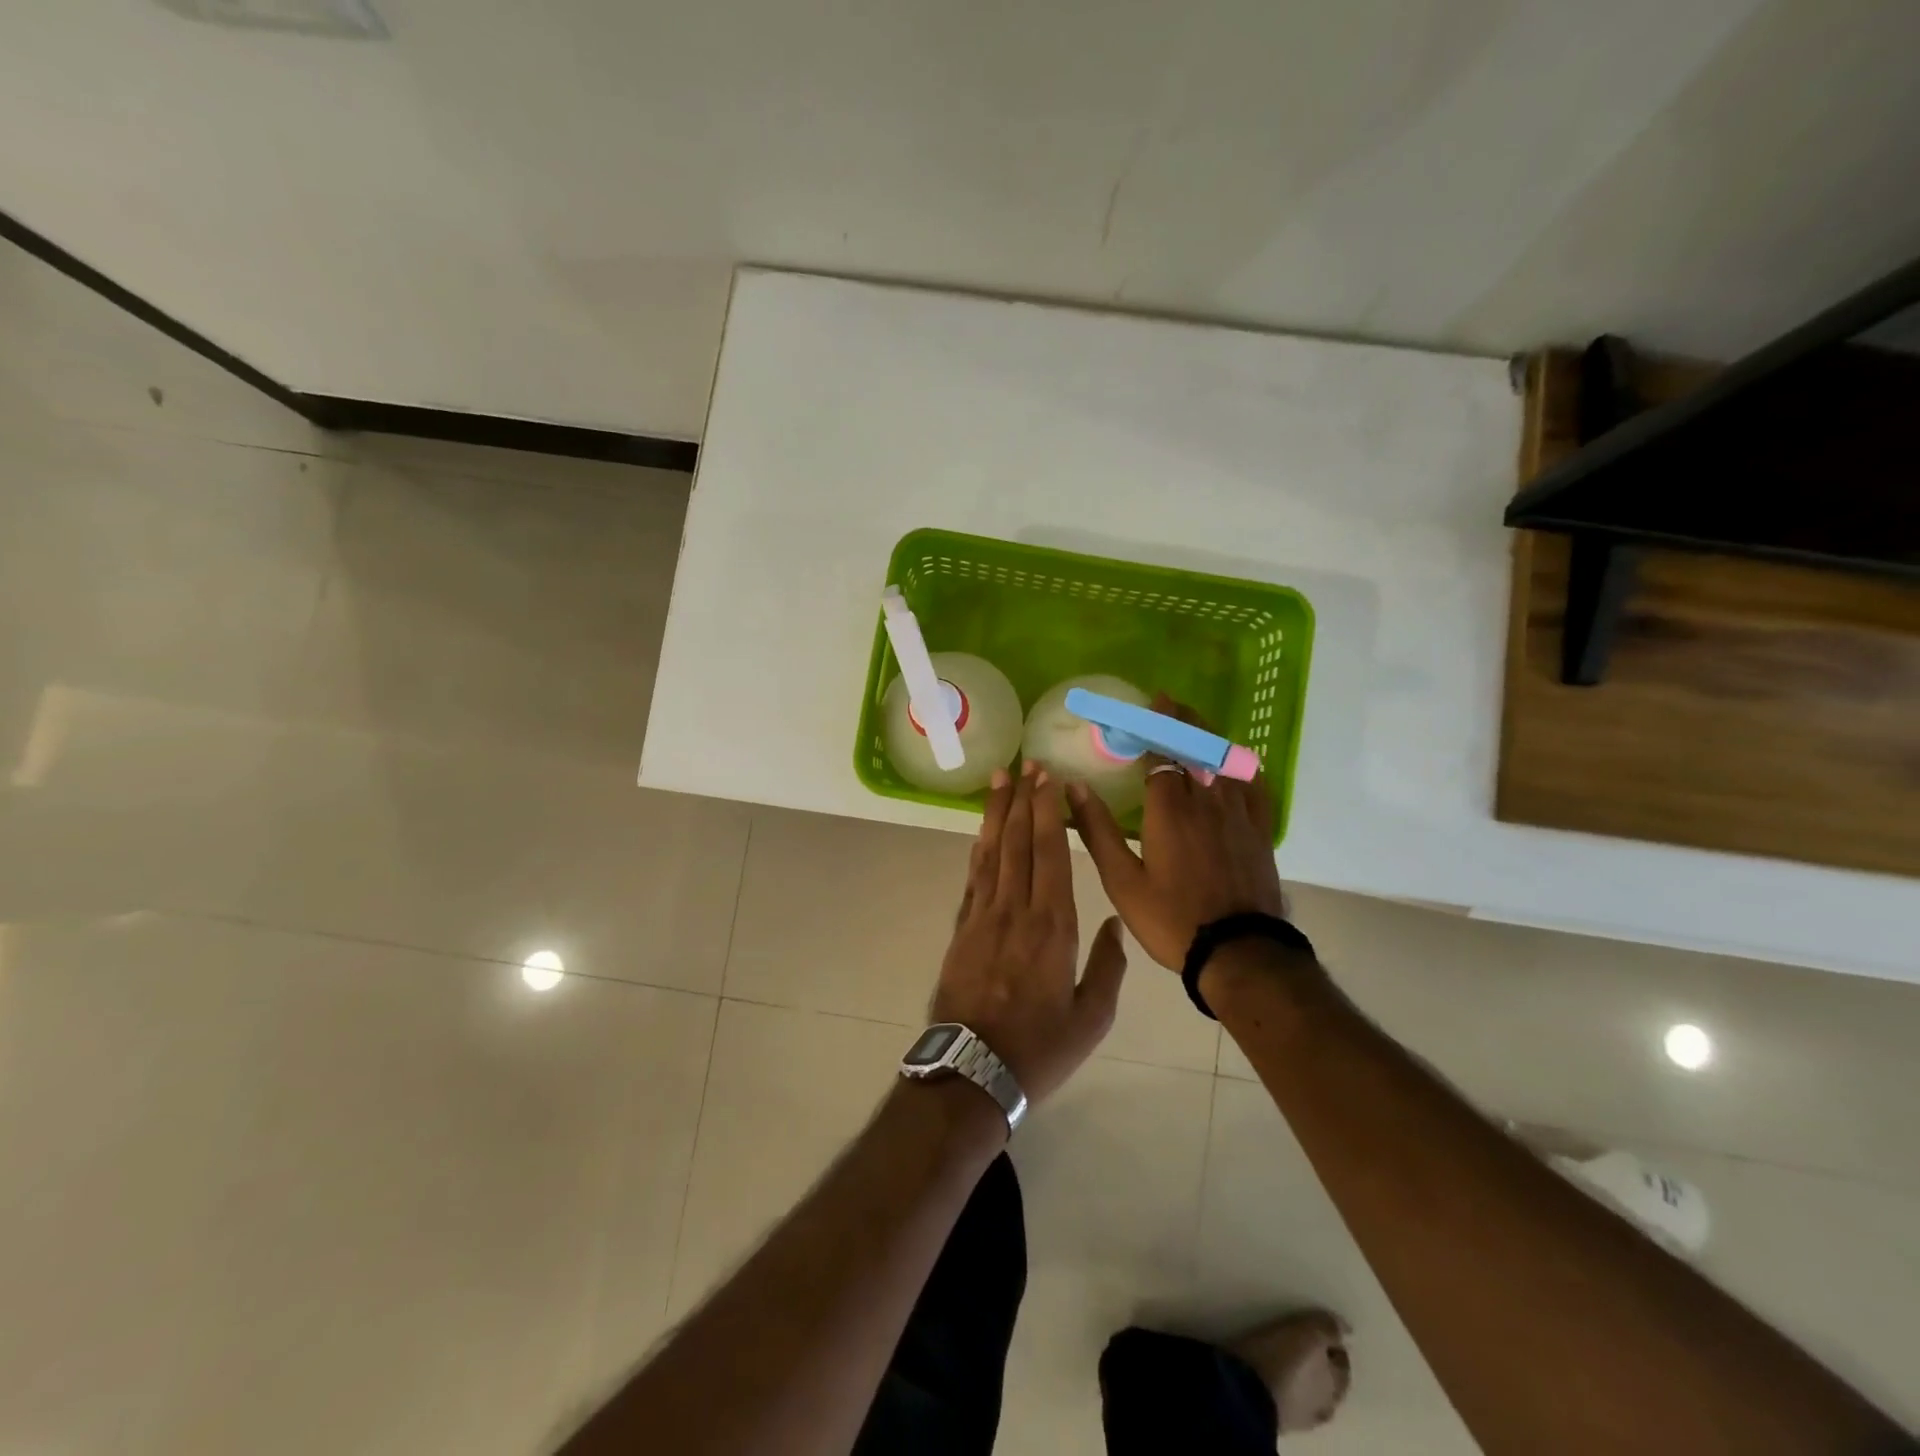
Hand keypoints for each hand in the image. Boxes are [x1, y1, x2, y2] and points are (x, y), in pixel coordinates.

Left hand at [932, 762, 1127, 1104]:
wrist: (972, 1071)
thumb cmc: (1039, 1048)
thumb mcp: (1091, 1017)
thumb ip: (1108, 966)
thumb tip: (1114, 923)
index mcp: (1052, 926)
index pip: (1050, 853)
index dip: (1048, 812)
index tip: (1048, 780)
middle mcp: (1015, 910)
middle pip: (1019, 842)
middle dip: (1023, 800)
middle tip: (1026, 765)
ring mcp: (982, 916)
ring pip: (991, 852)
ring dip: (997, 814)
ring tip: (999, 780)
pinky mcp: (961, 928)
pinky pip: (973, 877)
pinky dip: (979, 848)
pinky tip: (983, 832)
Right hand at [1067, 695, 1288, 970]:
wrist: (1239, 953)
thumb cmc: (1172, 919)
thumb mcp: (1122, 881)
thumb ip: (1098, 831)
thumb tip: (1073, 788)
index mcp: (1170, 810)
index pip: (1161, 753)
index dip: (1150, 728)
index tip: (1140, 709)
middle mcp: (1206, 801)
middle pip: (1195, 747)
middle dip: (1179, 720)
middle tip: (1166, 701)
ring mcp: (1238, 814)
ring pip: (1223, 761)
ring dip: (1206, 736)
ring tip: (1192, 723)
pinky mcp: (1259, 832)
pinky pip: (1254, 787)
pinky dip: (1242, 766)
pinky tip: (1237, 761)